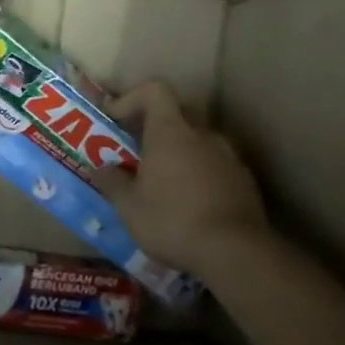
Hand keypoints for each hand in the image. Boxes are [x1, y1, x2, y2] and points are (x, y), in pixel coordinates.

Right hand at [92, 80, 271, 281]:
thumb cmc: (172, 220)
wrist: (237, 254)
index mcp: (170, 131)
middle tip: (136, 152)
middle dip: (154, 127)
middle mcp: (202, 135)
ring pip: (198, 140)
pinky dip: (200, 172)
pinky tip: (190, 201)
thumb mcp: (128, 206)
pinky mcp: (245, 180)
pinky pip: (216, 163)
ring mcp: (229, 156)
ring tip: (163, 182)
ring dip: (179, 152)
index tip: (116, 121)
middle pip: (176, 113)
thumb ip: (111, 182)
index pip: (155, 90)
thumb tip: (99, 169)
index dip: (132, 98)